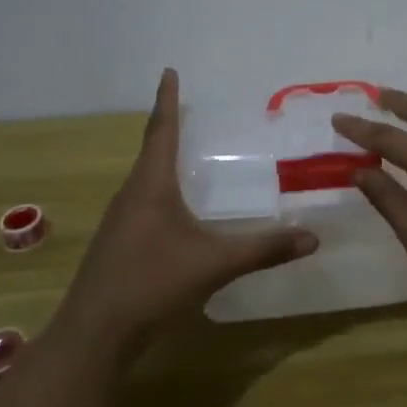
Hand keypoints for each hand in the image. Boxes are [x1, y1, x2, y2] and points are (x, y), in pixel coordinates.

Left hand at [53, 69, 317, 362]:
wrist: (94, 336)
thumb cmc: (152, 283)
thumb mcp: (214, 264)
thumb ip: (264, 249)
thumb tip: (312, 237)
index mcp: (151, 185)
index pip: (161, 130)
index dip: (167, 99)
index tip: (168, 71)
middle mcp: (131, 194)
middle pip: (150, 150)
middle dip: (168, 128)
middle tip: (189, 110)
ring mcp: (120, 221)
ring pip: (144, 178)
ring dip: (162, 160)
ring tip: (186, 153)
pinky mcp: (117, 244)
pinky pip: (141, 201)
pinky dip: (159, 189)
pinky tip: (174, 209)